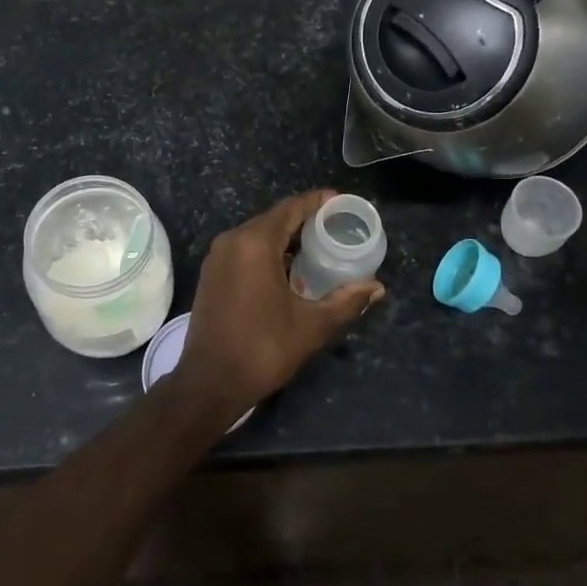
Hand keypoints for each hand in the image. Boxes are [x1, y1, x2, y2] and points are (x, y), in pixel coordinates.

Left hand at [176, 191, 383, 416]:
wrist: (209, 383)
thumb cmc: (263, 348)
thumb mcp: (312, 326)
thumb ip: (346, 301)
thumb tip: (377, 287)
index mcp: (254, 243)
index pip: (291, 208)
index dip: (318, 202)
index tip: (342, 203)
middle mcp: (232, 240)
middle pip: (274, 218)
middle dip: (305, 220)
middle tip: (336, 229)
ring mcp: (217, 257)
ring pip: (258, 234)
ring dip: (286, 238)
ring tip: (318, 248)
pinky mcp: (211, 274)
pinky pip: (245, 250)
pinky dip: (269, 252)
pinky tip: (289, 269)